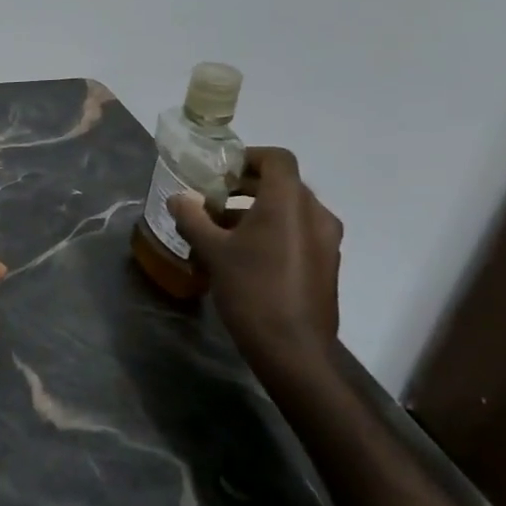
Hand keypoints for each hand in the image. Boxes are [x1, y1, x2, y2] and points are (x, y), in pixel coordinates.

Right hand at [169, 147, 341, 371]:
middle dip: (247, 187)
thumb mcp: (212, 251)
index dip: (248, 157)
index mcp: (289, 202)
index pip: (277, 159)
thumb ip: (193, 218)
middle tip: (214, 199)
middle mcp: (316, 214)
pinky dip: (273, 232)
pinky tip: (245, 255)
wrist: (292, 347)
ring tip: (223, 230)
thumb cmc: (251, 289)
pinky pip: (299, 233)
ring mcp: (326, 240)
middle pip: (283, 184)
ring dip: (258, 211)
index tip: (220, 172)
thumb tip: (178, 198)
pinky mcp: (326, 264)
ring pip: (291, 210)